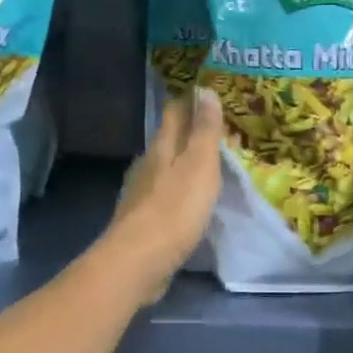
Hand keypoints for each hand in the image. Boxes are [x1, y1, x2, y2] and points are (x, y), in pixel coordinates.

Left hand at [102, 87, 223, 300]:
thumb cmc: (174, 210)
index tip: (206, 91)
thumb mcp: (199, 165)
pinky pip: (163, 195)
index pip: (174, 113)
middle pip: (167, 140)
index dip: (189, 101)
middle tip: (215, 127)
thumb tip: (203, 88)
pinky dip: (177, 190)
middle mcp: (146, 166)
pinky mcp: (141, 222)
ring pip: (164, 168)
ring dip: (182, 162)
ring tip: (205, 163)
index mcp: (161, 148)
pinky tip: (187, 199)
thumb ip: (203, 130)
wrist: (137, 263)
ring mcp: (140, 195)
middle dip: (187, 131)